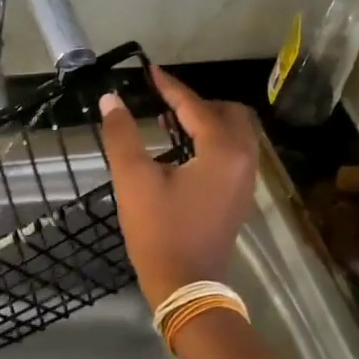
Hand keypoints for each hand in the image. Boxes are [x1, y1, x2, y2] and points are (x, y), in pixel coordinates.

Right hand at [98, 68, 259, 307]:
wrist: (186, 286)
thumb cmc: (160, 231)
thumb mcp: (133, 179)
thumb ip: (122, 134)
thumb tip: (112, 99)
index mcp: (222, 151)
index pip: (196, 106)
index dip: (170, 87)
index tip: (149, 72)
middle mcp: (244, 159)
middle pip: (229, 112)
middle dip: (197, 102)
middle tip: (164, 103)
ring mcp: (246, 180)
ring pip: (235, 133)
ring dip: (207, 121)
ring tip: (170, 123)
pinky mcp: (240, 196)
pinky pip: (233, 152)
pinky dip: (213, 141)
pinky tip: (183, 150)